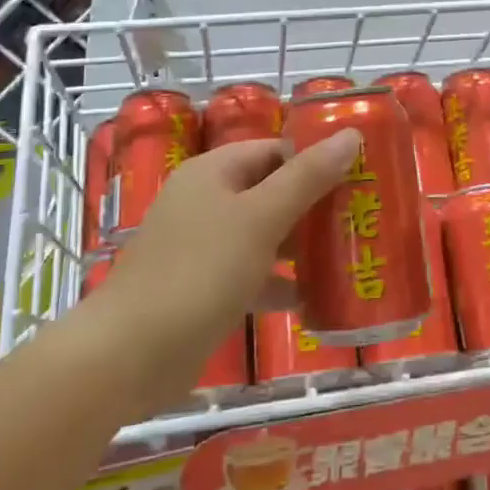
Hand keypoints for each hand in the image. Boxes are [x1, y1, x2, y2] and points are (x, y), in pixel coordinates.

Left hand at [79, 130, 360, 411]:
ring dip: (300, 245)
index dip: (315, 159)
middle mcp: (205, 201)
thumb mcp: (261, 218)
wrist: (128, 355)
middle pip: (270, 190)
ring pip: (262, 233)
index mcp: (214, 172)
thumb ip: (308, 177)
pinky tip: (312, 300)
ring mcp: (201, 246)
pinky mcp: (201, 287)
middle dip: (314, 205)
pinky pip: (250, 272)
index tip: (359, 178)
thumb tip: (350, 134)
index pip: (275, 149)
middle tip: (360, 218)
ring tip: (347, 257)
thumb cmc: (200, 272)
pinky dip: (278, 282)